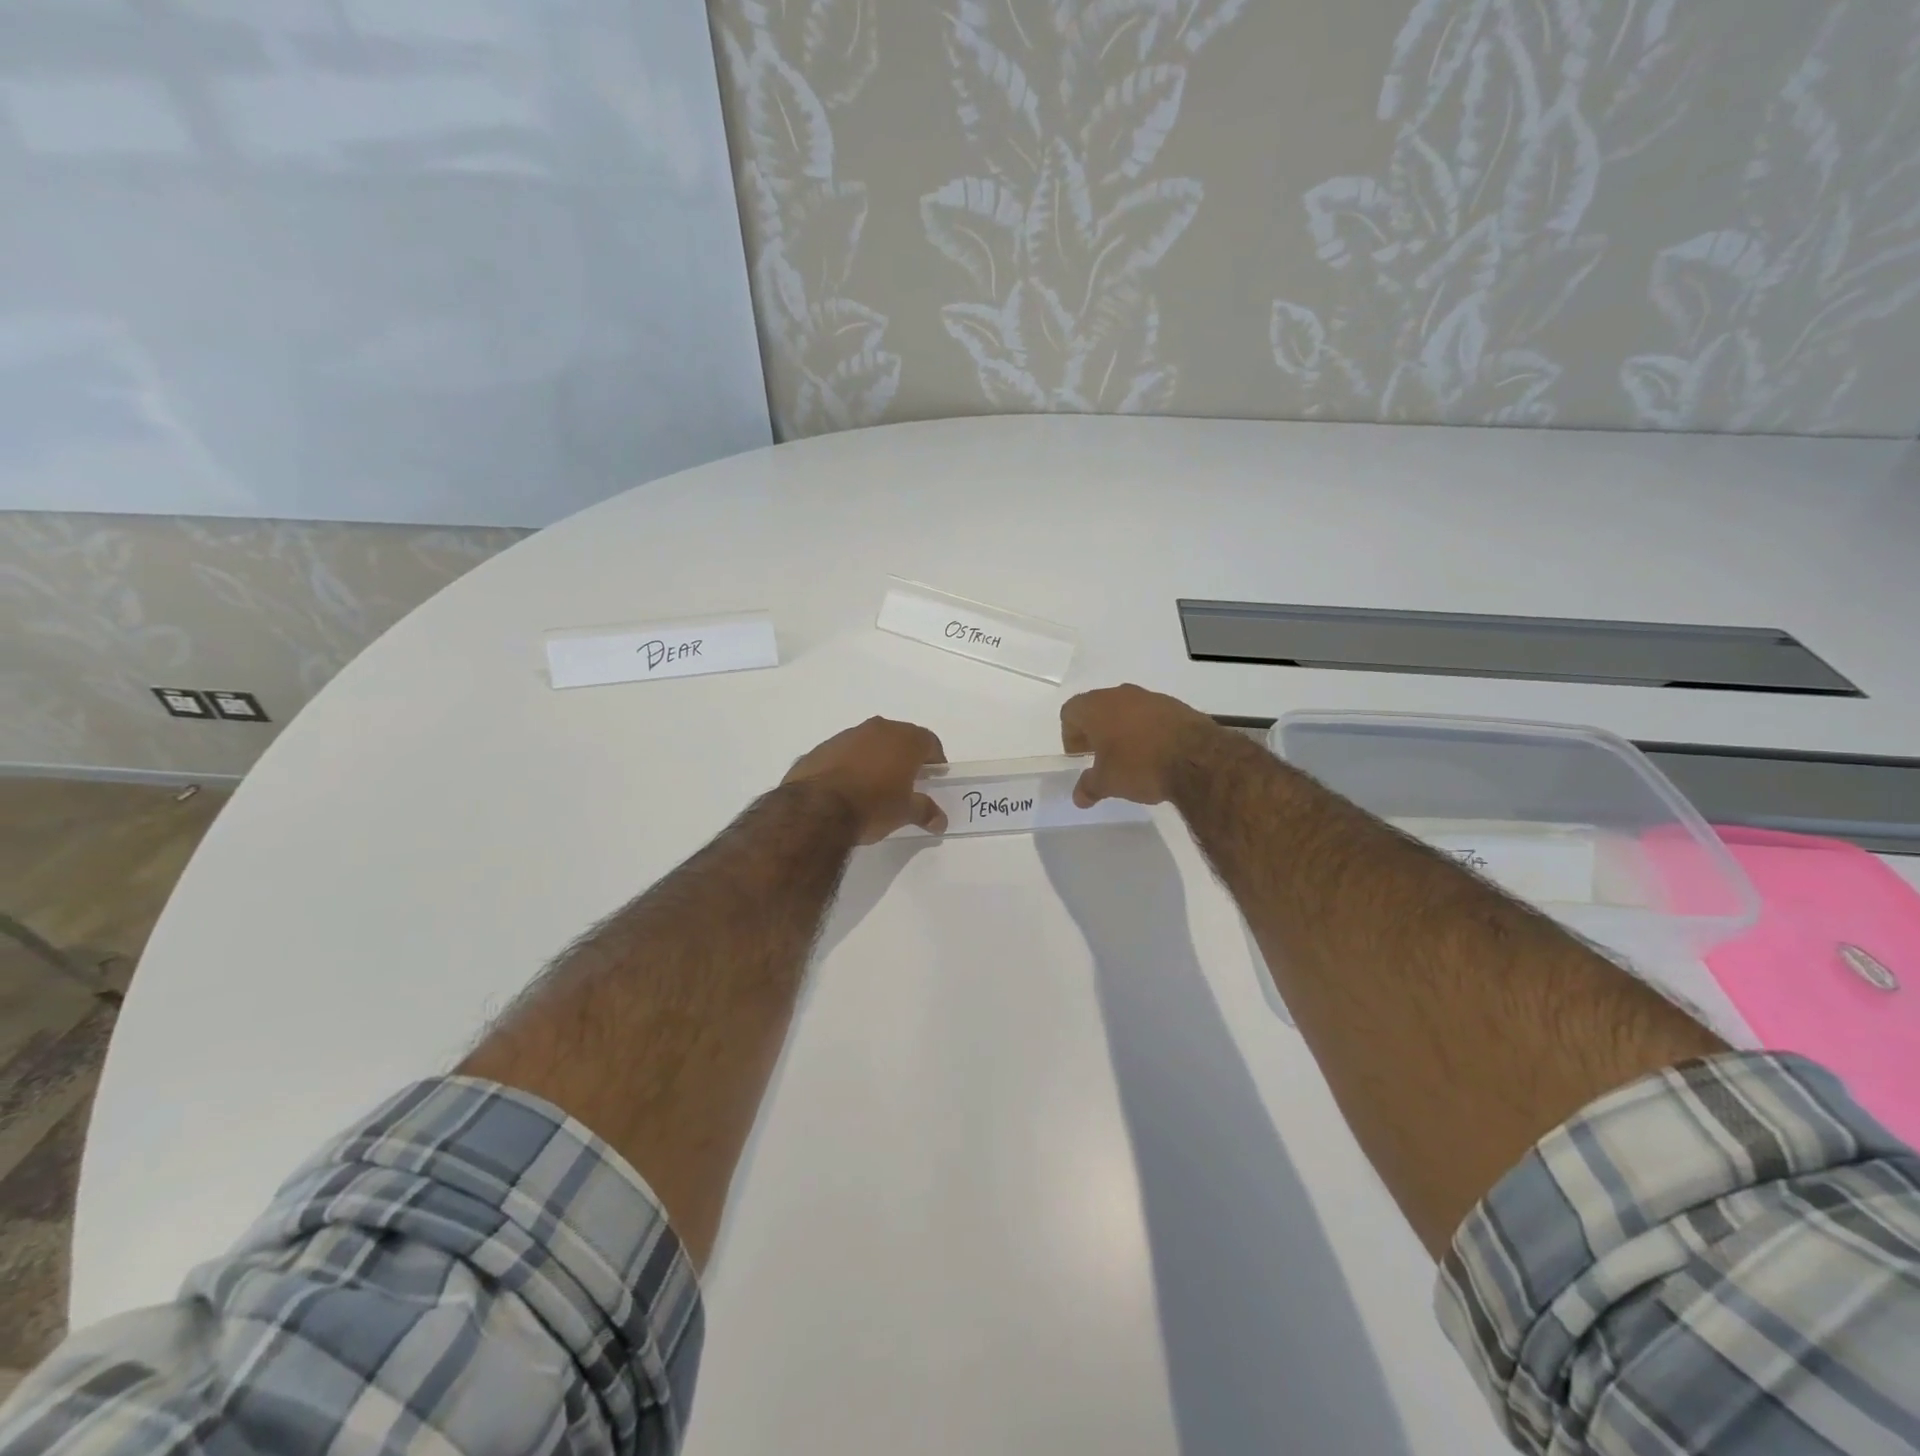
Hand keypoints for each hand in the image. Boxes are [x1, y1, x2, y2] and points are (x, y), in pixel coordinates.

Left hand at [783, 716, 948, 843]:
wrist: (816, 809)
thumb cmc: (872, 806)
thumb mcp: (904, 813)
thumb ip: (925, 811)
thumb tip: (940, 820)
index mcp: (904, 740)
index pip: (929, 741)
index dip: (935, 759)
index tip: (934, 777)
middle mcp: (877, 729)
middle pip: (899, 738)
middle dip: (905, 757)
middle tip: (907, 781)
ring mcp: (846, 735)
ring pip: (870, 742)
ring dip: (876, 758)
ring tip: (875, 786)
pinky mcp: (821, 747)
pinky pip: (845, 753)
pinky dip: (851, 764)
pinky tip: (847, 788)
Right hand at [1060, 684, 1221, 806]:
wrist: (1197, 758)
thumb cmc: (1140, 766)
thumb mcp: (1108, 783)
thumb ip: (1089, 787)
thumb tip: (1079, 797)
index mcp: (1096, 708)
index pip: (1070, 712)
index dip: (1070, 735)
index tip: (1080, 757)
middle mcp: (1120, 695)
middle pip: (1097, 708)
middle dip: (1095, 731)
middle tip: (1101, 757)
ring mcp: (1150, 697)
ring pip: (1126, 709)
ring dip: (1122, 728)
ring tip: (1130, 756)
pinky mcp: (1175, 705)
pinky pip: (1151, 715)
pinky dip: (1147, 729)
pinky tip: (1156, 752)